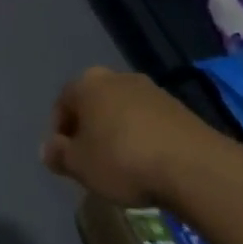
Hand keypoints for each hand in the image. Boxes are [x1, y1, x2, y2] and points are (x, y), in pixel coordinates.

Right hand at [41, 66, 220, 205]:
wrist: (194, 166)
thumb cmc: (122, 160)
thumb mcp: (79, 165)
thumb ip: (58, 154)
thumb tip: (48, 149)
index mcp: (87, 84)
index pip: (62, 103)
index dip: (60, 132)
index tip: (67, 158)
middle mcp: (117, 77)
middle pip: (94, 103)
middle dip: (90, 129)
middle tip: (92, 160)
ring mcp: (151, 89)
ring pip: (122, 111)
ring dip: (118, 132)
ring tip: (122, 165)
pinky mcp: (179, 107)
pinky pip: (149, 121)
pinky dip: (143, 137)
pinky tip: (149, 163)